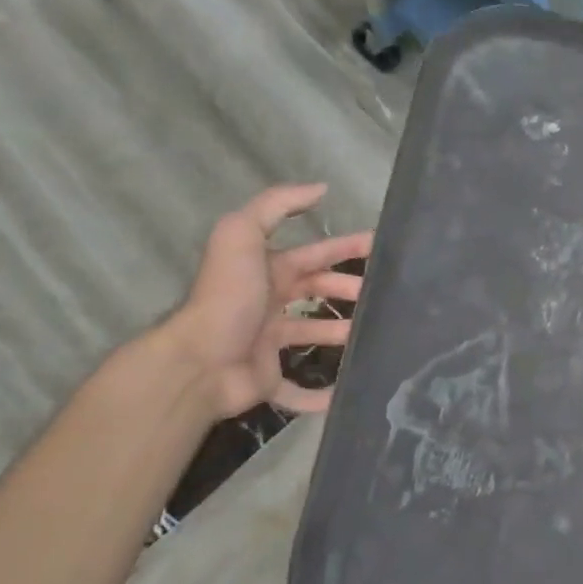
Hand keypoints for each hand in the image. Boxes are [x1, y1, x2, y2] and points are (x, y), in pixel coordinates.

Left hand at [165, 184, 373, 420]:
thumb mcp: (242, 235)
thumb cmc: (228, 297)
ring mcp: (268, 344)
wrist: (198, 362)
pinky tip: (346, 392)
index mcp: (267, 271)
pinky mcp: (267, 380)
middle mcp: (268, 304)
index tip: (382, 248)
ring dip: (342, 335)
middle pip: (317, 292)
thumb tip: (321, 188)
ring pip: (313, 336)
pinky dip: (320, 395)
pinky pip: (297, 390)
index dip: (346, 247)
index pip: (315, 255)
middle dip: (350, 289)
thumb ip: (276, 205)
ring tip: (375, 335)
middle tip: (384, 296)